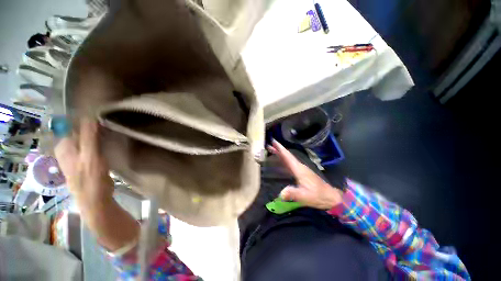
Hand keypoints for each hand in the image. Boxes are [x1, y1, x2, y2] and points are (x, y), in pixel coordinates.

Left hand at [55, 119, 138, 250]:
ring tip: (111, 126)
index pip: (71, 123)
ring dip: (97, 131)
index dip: (84, 116)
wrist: (96, 200)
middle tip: (109, 119)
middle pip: (79, 129)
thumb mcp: (90, 157)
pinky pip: (92, 143)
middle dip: (92, 123)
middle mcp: (68, 148)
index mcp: (64, 146)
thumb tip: (90, 115)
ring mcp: (78, 154)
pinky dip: (100, 139)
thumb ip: (89, 137)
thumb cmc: (90, 179)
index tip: (101, 111)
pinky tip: (110, 139)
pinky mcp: (88, 159)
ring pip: (87, 136)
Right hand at [269, 140, 343, 209]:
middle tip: (268, 145)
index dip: (280, 149)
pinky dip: (283, 160)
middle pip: (287, 156)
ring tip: (272, 151)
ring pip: (288, 159)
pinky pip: (289, 164)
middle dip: (278, 150)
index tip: (273, 141)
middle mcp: (299, 167)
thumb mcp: (305, 196)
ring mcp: (300, 169)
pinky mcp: (301, 173)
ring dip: (280, 154)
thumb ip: (293, 193)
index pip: (288, 156)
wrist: (329, 197)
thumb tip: (281, 193)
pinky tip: (279, 162)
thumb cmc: (317, 196)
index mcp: (299, 169)